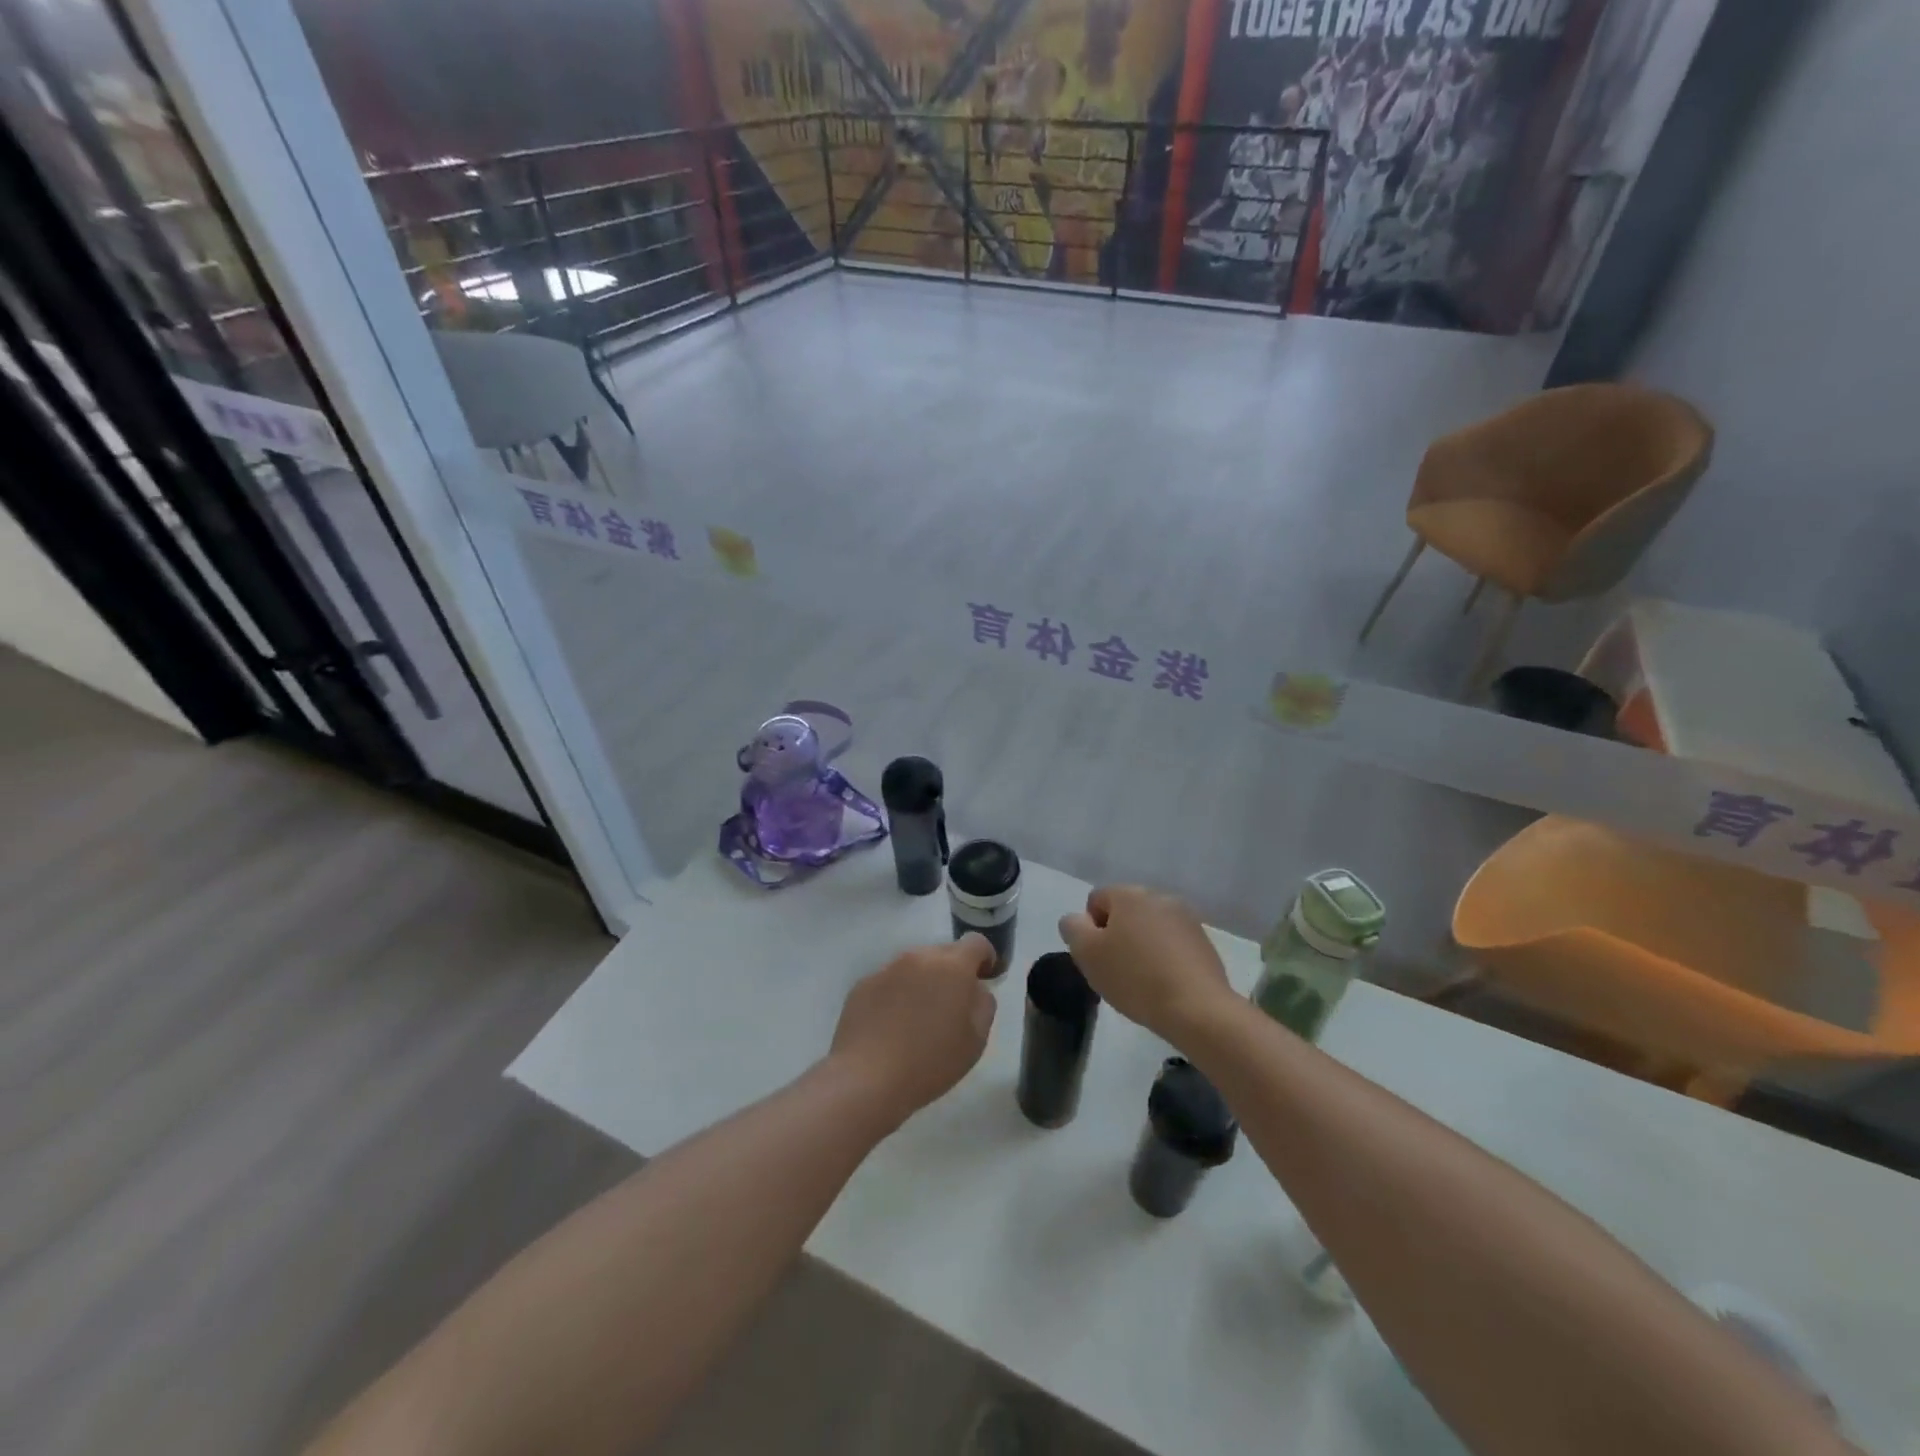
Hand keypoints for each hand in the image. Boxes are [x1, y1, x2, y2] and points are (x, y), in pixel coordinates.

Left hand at [829, 935, 996, 1129]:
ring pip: (914, 966)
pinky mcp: (863, 985)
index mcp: (952, 966)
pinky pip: (889, 982)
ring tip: (918, 1020)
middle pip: (943, 953)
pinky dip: (896, 995)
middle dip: (952, 972)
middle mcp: (918, 957)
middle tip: (951, 1007)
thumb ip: (983, 1004)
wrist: (867, 1079)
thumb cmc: (930, 1062)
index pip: (976, 942)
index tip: (985, 978)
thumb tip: (974, 988)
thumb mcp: (976, 1040)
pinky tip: (892, 1027)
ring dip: (923, 982)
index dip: (985, 957)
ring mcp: (887, 969)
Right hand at [1058, 885, 1231, 1041]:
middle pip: (1125, 912)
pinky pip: (1172, 943)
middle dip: (1117, 936)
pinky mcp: (1204, 941)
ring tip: (1142, 981)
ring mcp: (1186, 918)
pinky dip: (1164, 957)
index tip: (1097, 958)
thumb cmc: (1135, 978)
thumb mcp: (1087, 954)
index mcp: (1129, 894)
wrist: (1197, 1009)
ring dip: (1141, 946)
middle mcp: (1159, 896)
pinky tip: (1165, 984)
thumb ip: (1073, 928)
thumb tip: (1077, 920)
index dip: (1090, 929)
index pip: (1096, 900)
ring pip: (1150, 927)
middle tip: (1116, 971)